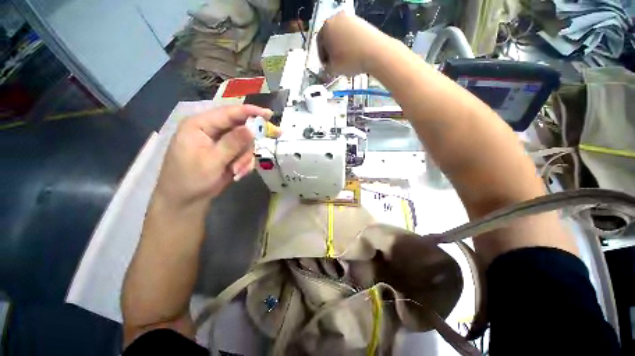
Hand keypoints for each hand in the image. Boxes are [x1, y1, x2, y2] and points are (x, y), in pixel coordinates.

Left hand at [154, 105, 273, 208]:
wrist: (185, 201)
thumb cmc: (191, 180)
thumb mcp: (212, 161)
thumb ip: (232, 144)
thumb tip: (252, 129)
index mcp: (200, 125)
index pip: (229, 112)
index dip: (250, 112)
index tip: (269, 114)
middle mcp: (211, 130)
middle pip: (240, 128)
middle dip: (247, 146)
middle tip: (248, 159)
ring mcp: (220, 142)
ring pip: (245, 143)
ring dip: (245, 158)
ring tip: (237, 171)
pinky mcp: (227, 153)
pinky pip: (243, 153)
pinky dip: (244, 163)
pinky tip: (237, 173)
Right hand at [318, 12, 391, 75]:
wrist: (375, 52)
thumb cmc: (350, 60)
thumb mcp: (334, 69)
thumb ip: (327, 69)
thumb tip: (327, 69)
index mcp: (325, 28)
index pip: (319, 45)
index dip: (322, 58)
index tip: (326, 66)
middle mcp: (336, 18)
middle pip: (330, 38)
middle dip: (332, 51)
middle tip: (334, 64)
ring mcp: (350, 18)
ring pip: (341, 36)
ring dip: (341, 48)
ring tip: (345, 61)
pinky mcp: (361, 22)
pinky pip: (351, 35)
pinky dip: (350, 44)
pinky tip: (354, 55)